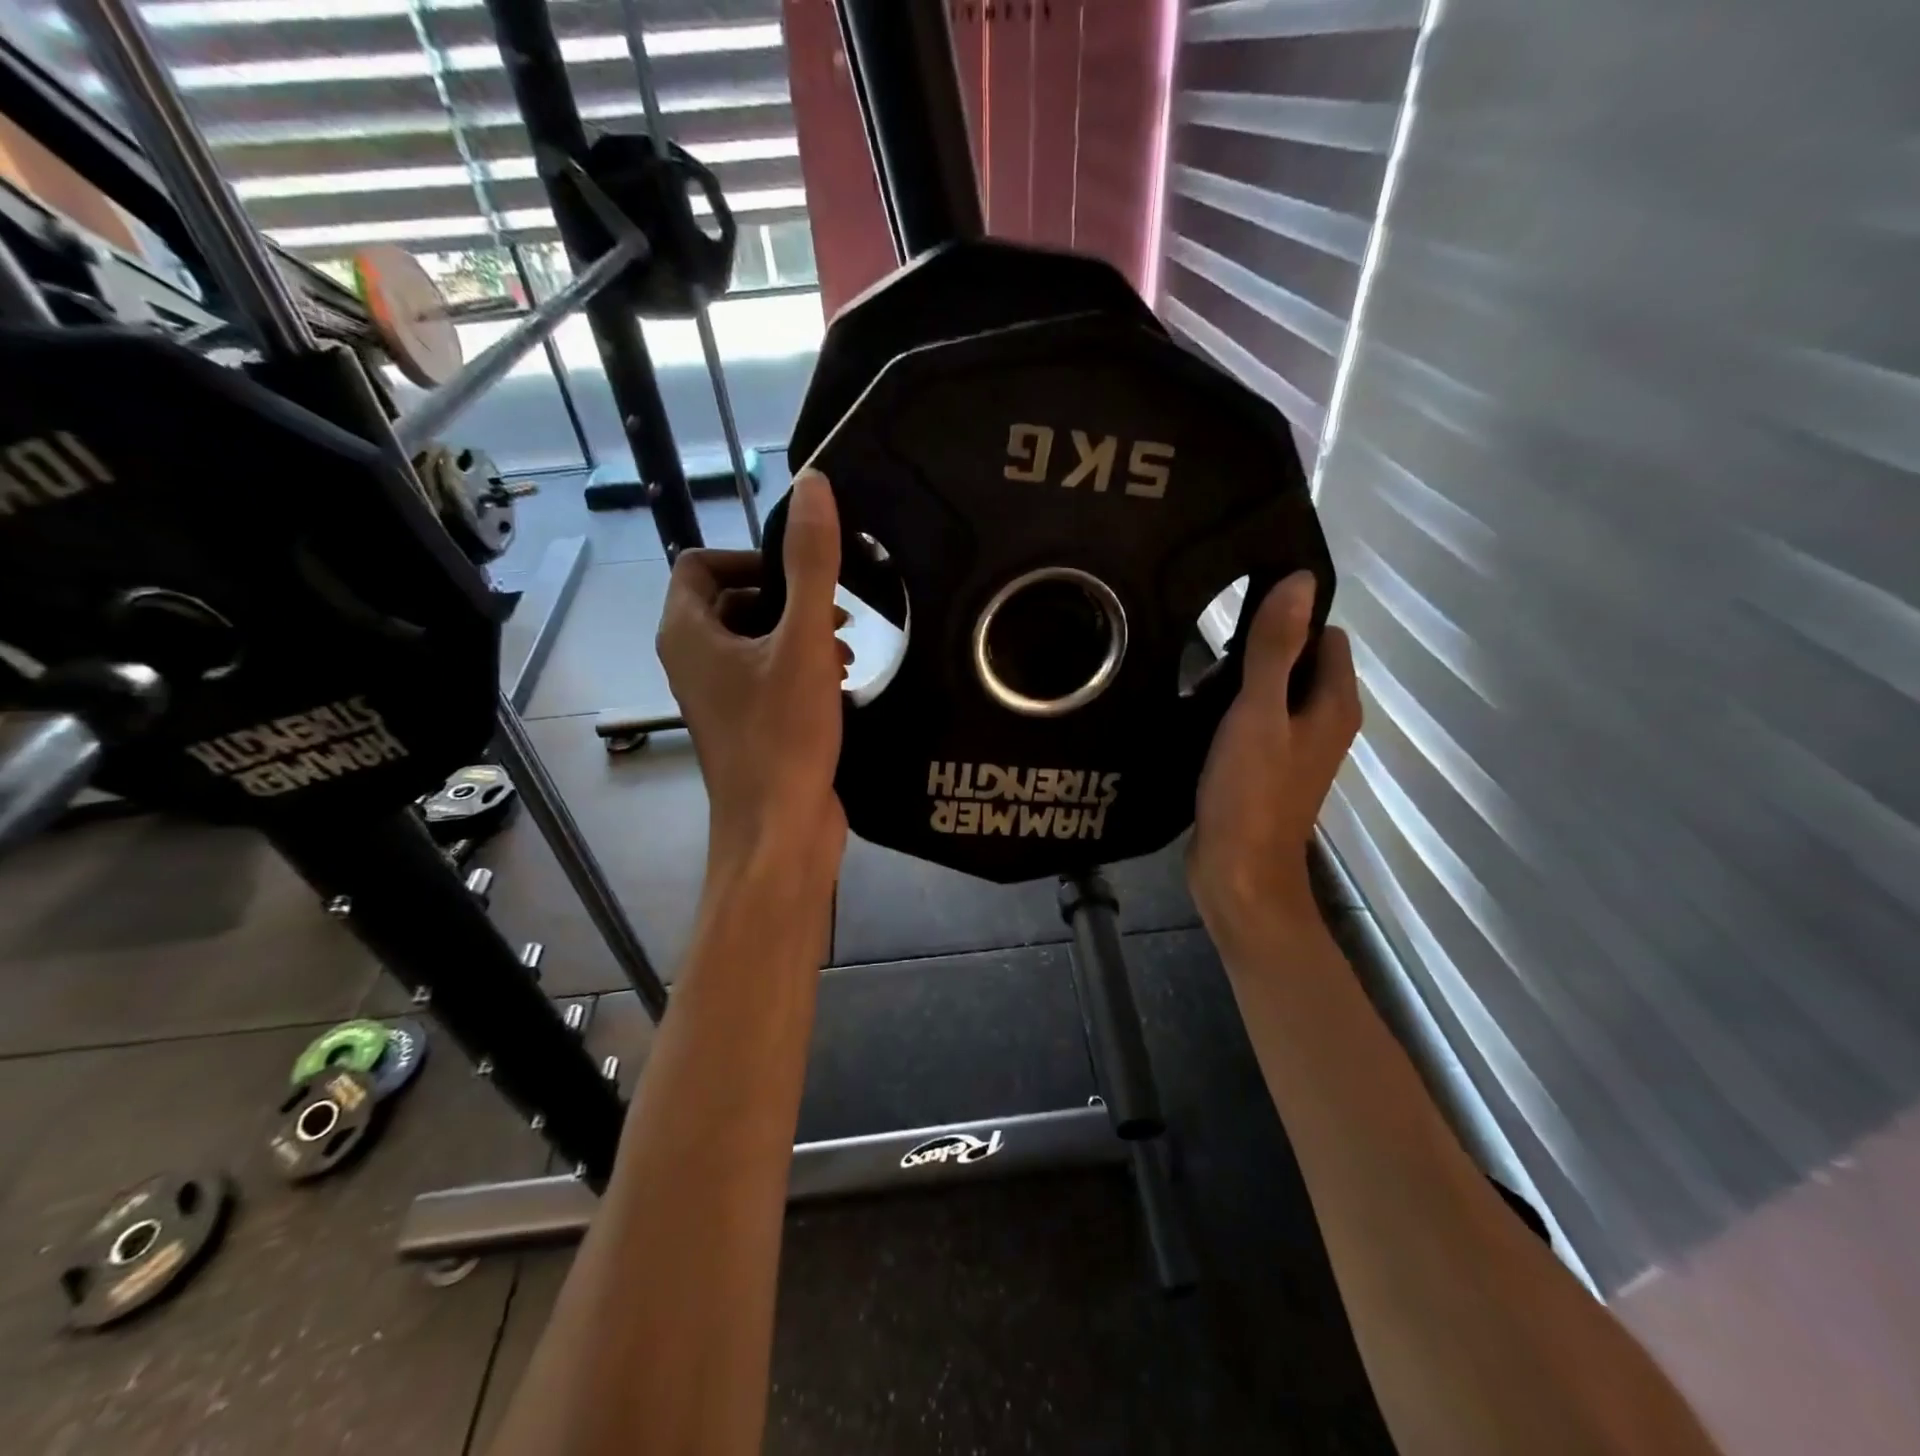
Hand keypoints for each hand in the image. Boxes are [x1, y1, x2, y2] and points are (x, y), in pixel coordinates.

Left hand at [656, 472, 852, 893]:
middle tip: (837, 614)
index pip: (701, 563)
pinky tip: (842, 684)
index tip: (803, 575)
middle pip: (733, 600)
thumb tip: (813, 485)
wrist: (779, 831)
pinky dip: (802, 669)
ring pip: (756, 641)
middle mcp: (693, 661)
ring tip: (848, 650)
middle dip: (788, 598)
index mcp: (688, 633)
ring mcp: (719, 697)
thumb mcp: (804, 642)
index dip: (752, 557)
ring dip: (800, 634)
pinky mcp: (748, 725)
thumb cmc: (783, 735)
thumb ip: (812, 564)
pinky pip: (769, 676)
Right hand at [1189, 571, 1360, 934]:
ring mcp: (1294, 749)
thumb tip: (1302, 581)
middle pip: (1296, 663)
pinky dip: (1230, 713)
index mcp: (1334, 704)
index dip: (1288, 619)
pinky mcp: (1266, 770)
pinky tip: (1194, 713)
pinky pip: (1254, 723)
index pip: (1324, 635)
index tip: (1238, 614)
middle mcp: (1323, 722)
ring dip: (1238, 683)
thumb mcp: (1259, 712)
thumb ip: (1275, 648)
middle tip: (1205, 651)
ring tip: (1192, 678)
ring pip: (1271, 694)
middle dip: (1256, 651)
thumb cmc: (1251, 791)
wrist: (1238, 872)